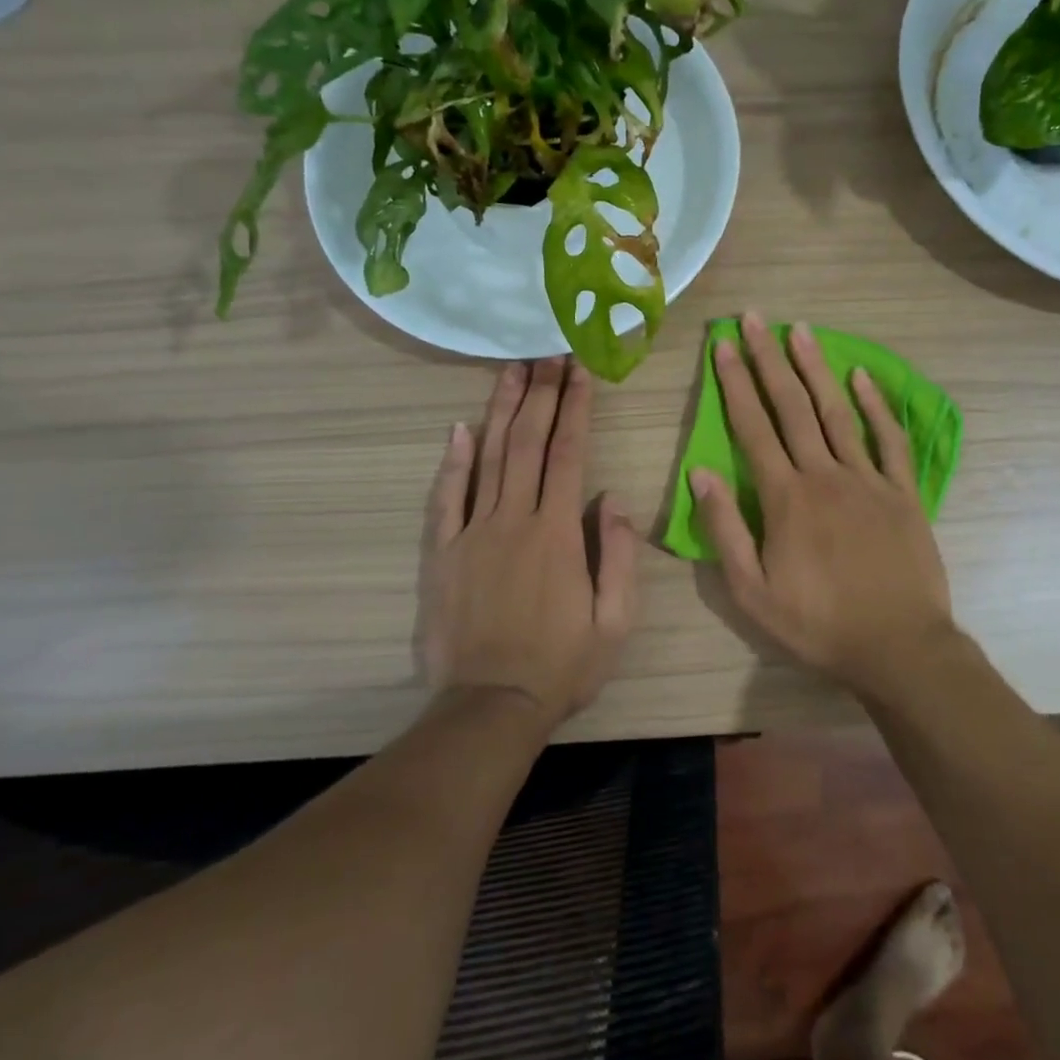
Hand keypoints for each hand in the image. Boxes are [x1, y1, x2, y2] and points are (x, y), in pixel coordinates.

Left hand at [418, 357, 638, 731]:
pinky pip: (445, 498)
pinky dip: (451, 461)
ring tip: (510, 370)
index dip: (575, 407)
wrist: (491, 707)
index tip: (579, 370)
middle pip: (527, 442)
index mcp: (558, 533)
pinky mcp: (442, 553)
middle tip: (546, 352)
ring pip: (487, 458)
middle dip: (540, 393)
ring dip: (500, 410)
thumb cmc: (562, 666)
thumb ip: (618, 554)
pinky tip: (458, 429)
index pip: (568, 453)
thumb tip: (612, 497)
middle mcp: (514, 520)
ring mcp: (472, 533)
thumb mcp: (615, 620)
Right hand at [691, 311, 956, 695]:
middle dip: (769, 359)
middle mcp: (825, 475)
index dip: (734, 382)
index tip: (722, 345)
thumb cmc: (818, 624)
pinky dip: (876, 405)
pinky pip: (889, 439)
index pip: (752, 427)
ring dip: (816, 368)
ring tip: (800, 329)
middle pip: (792, 406)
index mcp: (785, 497)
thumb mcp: (752, 592)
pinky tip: (862, 376)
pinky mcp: (903, 492)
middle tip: (756, 318)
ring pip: (837, 412)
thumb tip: (700, 474)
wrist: (899, 647)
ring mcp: (868, 479)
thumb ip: (725, 530)